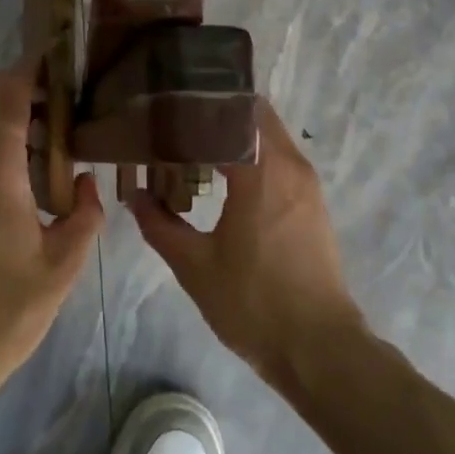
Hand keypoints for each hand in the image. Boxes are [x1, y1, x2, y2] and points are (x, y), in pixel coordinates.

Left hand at [0, 62, 105, 393]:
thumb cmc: (3, 312)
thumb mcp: (62, 266)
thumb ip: (83, 215)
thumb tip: (83, 182)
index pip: (4, 96)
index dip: (29, 71)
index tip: (58, 64)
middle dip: (13, 84)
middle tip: (56, 99)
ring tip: (41, 134)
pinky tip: (14, 170)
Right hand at [131, 101, 365, 389]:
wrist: (319, 349)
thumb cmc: (254, 303)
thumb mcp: (195, 265)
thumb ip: (159, 224)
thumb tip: (135, 195)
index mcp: (262, 170)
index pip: (233, 110)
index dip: (200, 103)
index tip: (168, 106)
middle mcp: (291, 166)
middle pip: (255, 115)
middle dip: (217, 114)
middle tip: (176, 123)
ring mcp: (307, 185)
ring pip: (269, 138)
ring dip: (236, 136)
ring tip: (193, 147)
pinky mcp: (313, 206)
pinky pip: (280, 161)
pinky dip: (252, 157)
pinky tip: (223, 179)